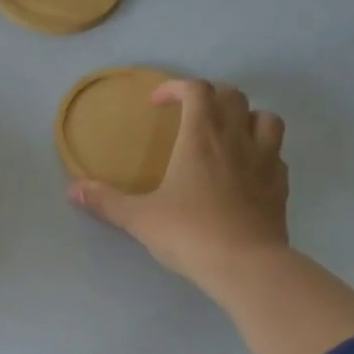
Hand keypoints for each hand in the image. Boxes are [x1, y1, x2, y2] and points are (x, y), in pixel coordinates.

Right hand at [69, 79, 289, 298]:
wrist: (246, 266)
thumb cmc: (189, 233)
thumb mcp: (139, 218)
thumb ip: (106, 201)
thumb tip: (73, 191)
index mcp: (200, 137)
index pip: (196, 90)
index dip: (176, 87)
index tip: (158, 103)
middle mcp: (236, 139)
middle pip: (232, 96)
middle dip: (211, 96)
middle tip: (191, 114)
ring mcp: (265, 161)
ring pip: (267, 118)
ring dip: (247, 117)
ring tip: (228, 133)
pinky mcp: (281, 187)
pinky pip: (277, 156)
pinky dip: (263, 153)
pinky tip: (248, 170)